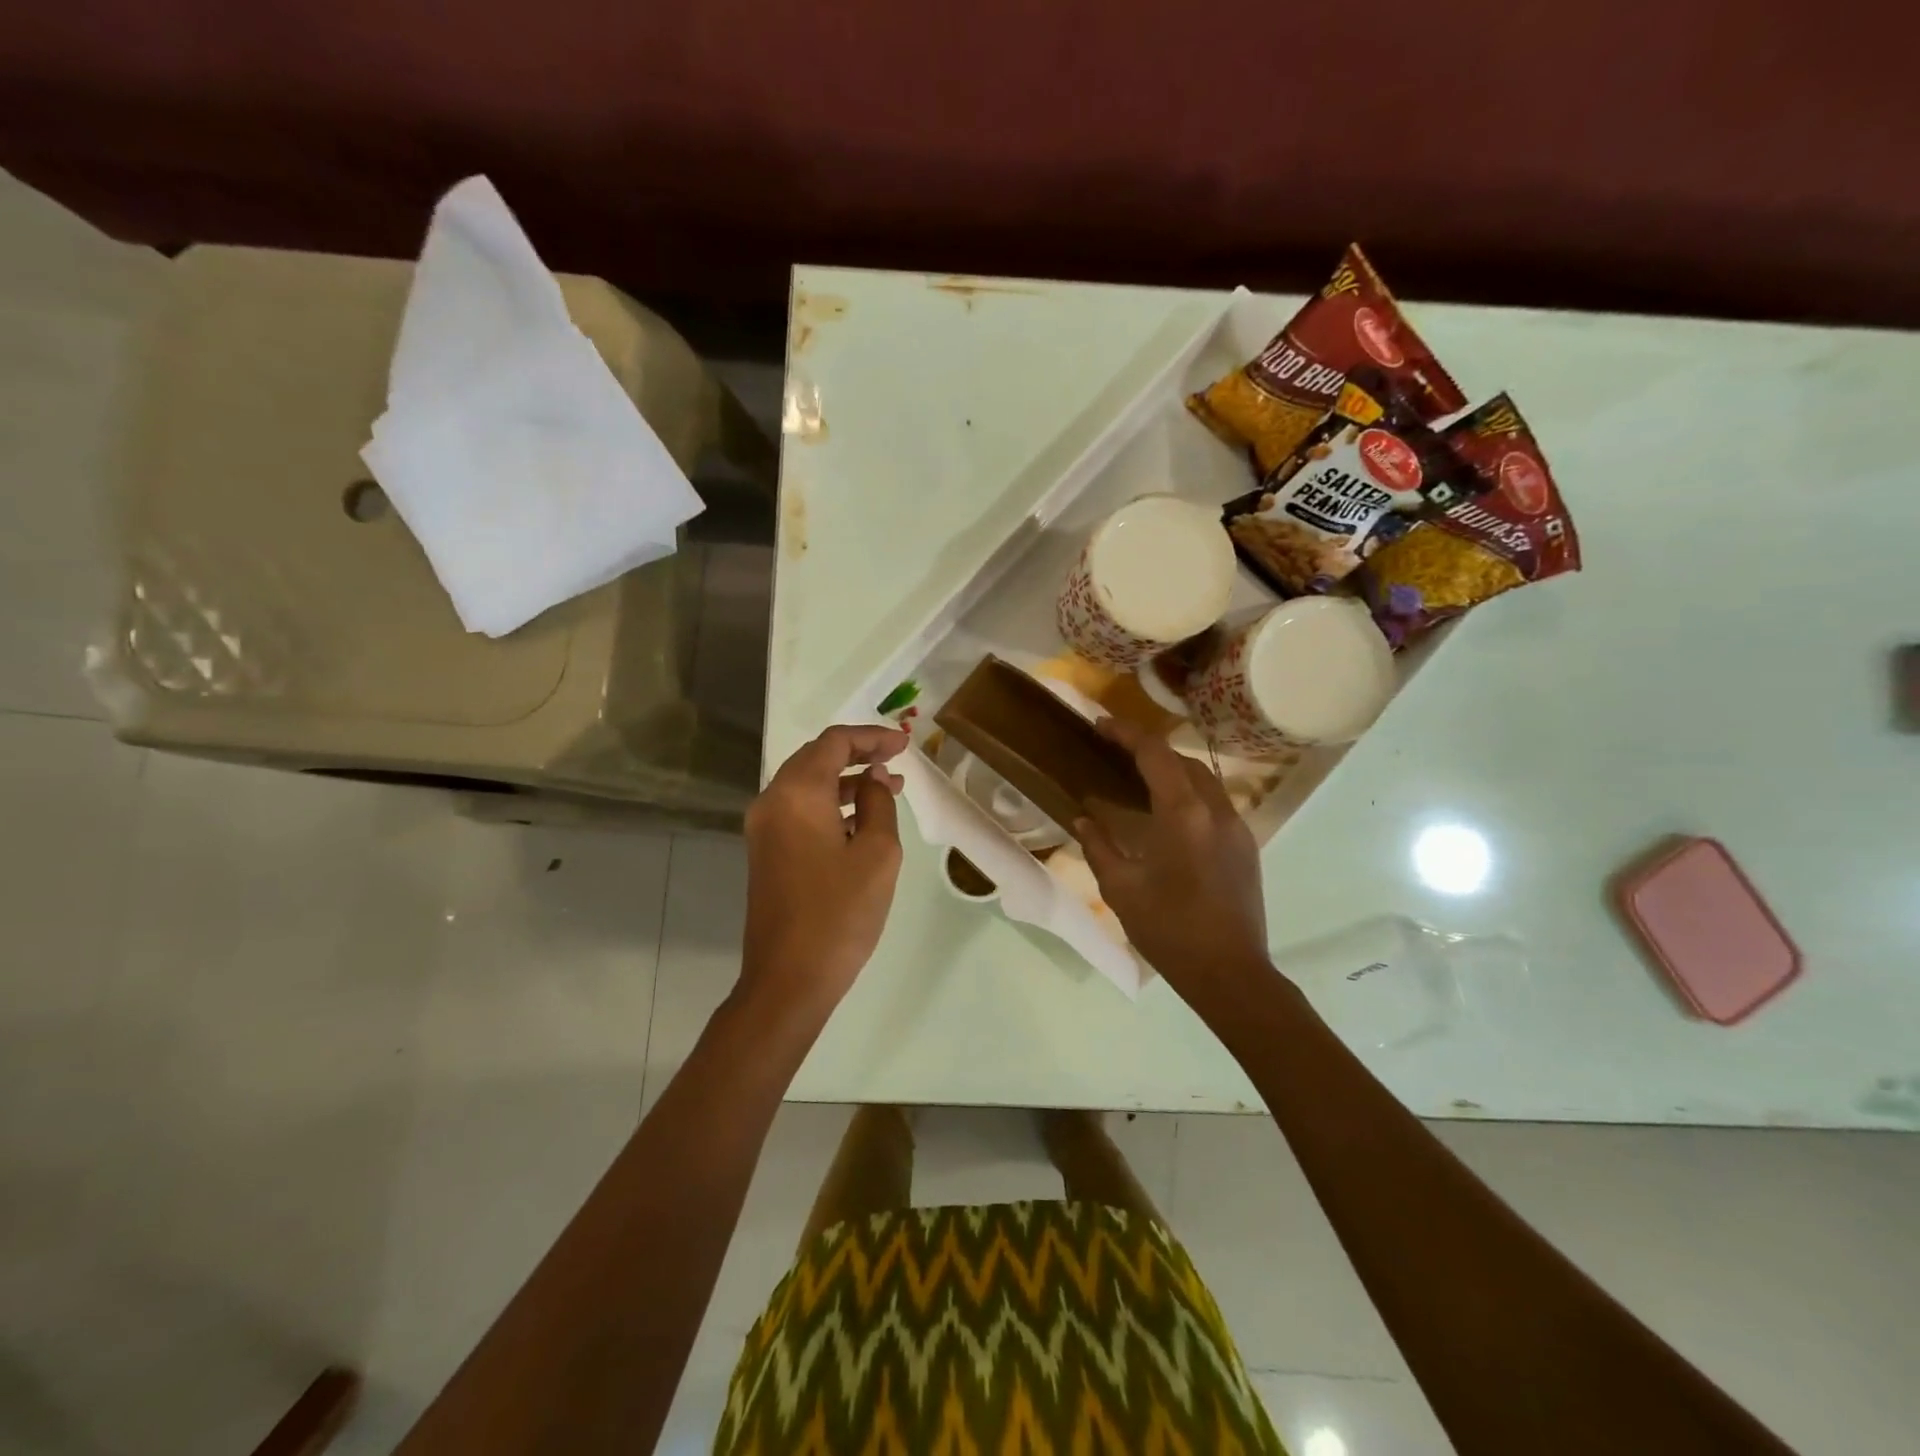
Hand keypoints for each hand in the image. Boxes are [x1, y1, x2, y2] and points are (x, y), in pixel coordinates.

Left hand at [739, 724, 909, 1018]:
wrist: (788, 979)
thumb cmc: (840, 914)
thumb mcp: (877, 853)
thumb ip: (878, 803)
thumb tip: (874, 778)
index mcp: (797, 794)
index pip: (834, 743)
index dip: (872, 737)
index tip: (905, 743)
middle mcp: (772, 801)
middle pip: (816, 758)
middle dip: (858, 753)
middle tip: (897, 757)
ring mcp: (764, 828)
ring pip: (807, 784)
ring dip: (846, 780)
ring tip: (890, 785)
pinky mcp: (766, 852)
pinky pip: (800, 810)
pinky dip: (830, 803)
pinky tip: (862, 817)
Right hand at [1074, 717, 1270, 1004]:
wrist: (1230, 973)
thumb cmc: (1169, 931)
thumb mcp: (1121, 889)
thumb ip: (1099, 847)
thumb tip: (1083, 819)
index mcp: (1183, 815)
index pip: (1155, 754)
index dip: (1126, 733)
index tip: (1100, 725)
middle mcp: (1216, 810)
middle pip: (1183, 760)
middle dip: (1150, 749)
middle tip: (1116, 753)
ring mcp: (1237, 827)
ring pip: (1204, 779)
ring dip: (1173, 770)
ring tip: (1140, 780)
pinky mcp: (1246, 846)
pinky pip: (1215, 803)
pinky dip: (1190, 794)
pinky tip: (1169, 816)